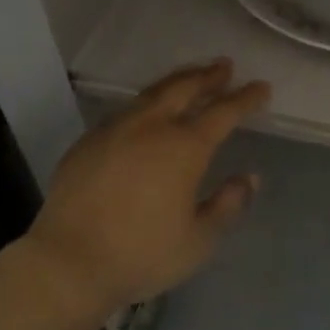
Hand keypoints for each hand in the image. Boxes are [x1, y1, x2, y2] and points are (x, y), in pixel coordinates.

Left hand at [23, 59, 269, 317]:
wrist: (67, 263)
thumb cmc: (141, 255)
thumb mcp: (198, 241)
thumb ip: (227, 205)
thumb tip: (248, 178)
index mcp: (184, 147)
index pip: (223, 112)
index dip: (245, 98)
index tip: (261, 87)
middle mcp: (151, 126)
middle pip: (185, 88)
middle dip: (208, 76)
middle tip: (224, 66)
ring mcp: (116, 129)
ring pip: (152, 93)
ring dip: (176, 82)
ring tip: (190, 77)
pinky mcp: (89, 141)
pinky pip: (125, 110)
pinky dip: (146, 103)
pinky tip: (146, 112)